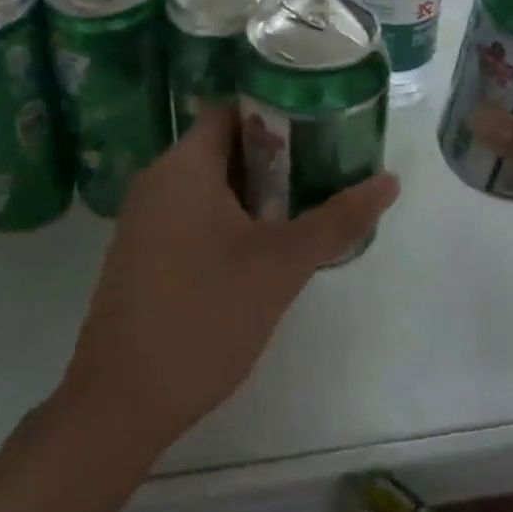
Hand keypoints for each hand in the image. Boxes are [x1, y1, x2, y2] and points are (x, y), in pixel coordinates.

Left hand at [62, 107, 400, 451]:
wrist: (122, 401)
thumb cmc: (205, 315)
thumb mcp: (281, 265)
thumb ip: (337, 219)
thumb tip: (390, 181)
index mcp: (184, 165)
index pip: (233, 110)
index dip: (277, 112)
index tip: (320, 128)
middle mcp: (156, 179)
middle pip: (222, 145)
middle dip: (273, 156)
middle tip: (323, 171)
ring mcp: (143, 216)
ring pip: (207, 182)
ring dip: (252, 190)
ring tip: (302, 206)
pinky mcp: (141, 250)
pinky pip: (189, 211)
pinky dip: (225, 215)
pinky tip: (259, 246)